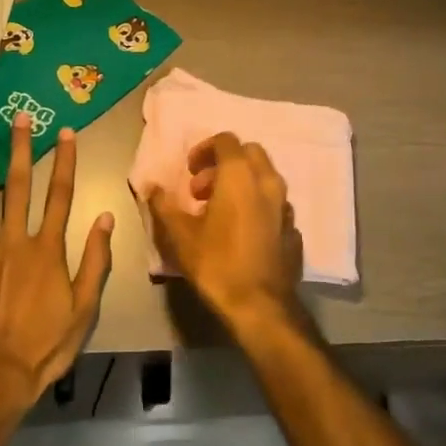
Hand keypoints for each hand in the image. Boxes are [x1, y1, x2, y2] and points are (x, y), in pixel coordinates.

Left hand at [0, 114, 112, 415]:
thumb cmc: (45, 344)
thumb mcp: (84, 308)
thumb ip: (95, 261)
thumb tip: (106, 217)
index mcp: (48, 249)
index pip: (59, 194)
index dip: (64, 161)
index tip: (66, 132)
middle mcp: (15, 240)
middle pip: (20, 185)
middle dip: (22, 149)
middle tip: (21, 117)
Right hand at [148, 132, 304, 341]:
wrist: (260, 306)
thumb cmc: (216, 263)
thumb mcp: (179, 235)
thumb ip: (163, 205)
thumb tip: (151, 187)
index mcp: (240, 176)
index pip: (226, 140)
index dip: (204, 149)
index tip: (189, 171)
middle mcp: (268, 182)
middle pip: (249, 153)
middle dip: (224, 163)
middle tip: (201, 189)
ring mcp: (285, 206)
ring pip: (264, 179)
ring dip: (241, 184)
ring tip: (218, 211)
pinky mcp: (294, 229)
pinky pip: (274, 205)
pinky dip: (256, 206)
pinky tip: (241, 231)